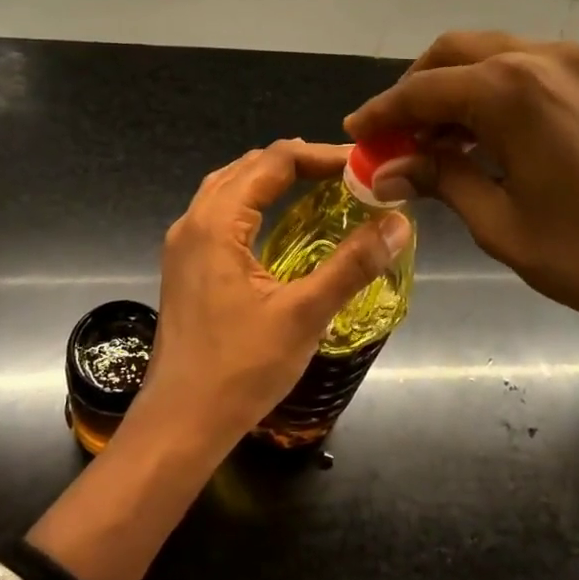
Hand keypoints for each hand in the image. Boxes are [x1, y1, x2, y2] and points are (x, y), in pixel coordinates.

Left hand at [129, 140, 412, 460]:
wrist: (180, 422)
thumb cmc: (240, 369)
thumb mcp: (304, 315)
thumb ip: (351, 265)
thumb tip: (398, 222)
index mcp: (217, 223)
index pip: (273, 162)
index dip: (321, 156)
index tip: (362, 166)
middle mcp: (193, 223)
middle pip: (248, 167)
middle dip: (298, 163)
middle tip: (347, 176)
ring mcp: (184, 246)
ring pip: (229, 189)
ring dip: (272, 180)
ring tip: (318, 187)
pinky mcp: (185, 268)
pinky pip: (220, 214)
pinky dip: (254, 203)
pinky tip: (278, 224)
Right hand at [345, 32, 578, 374]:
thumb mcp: (498, 221)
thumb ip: (439, 179)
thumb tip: (383, 169)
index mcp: (512, 90)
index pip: (424, 90)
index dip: (383, 112)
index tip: (355, 132)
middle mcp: (541, 58)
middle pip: (454, 53)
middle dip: (416, 90)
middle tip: (393, 136)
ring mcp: (575, 64)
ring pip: (489, 55)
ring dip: (453, 90)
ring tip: (431, 142)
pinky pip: (524, 69)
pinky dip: (490, 92)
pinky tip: (478, 135)